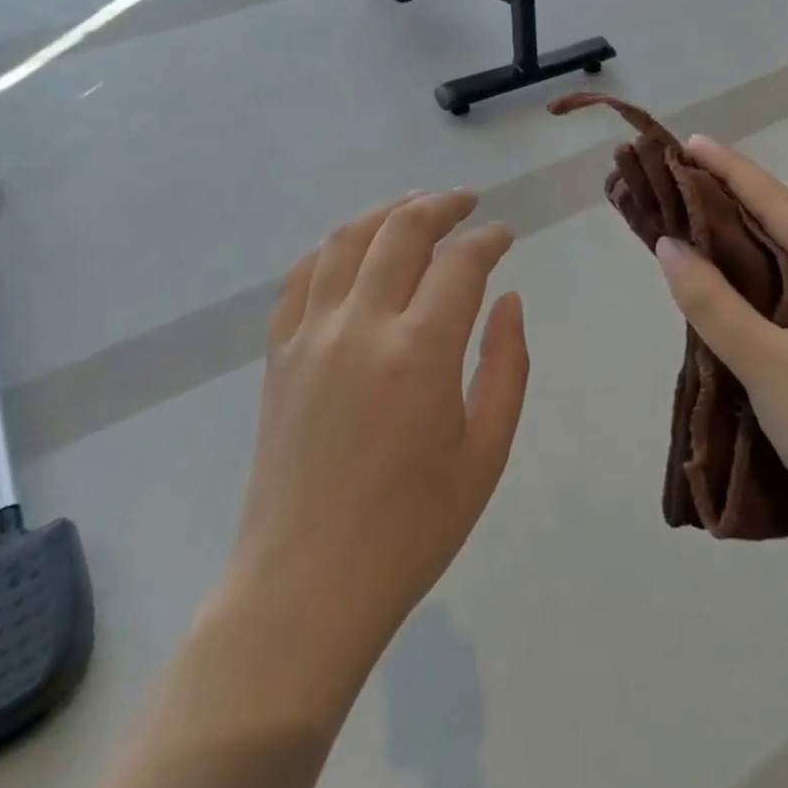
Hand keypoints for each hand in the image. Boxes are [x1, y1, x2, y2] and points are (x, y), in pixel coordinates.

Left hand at [229, 190, 529, 661]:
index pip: (459, 263)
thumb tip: (509, 300)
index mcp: (420, 352)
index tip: (504, 236)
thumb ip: (506, 366)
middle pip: (400, 230)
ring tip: (414, 206)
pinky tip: (352, 248)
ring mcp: (310, 335)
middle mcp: (360, 325)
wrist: (308, 584)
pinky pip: (301, 277)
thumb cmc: (411, 528)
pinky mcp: (278, 353)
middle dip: (440, 205)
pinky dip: (331, 249)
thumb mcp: (485, 453)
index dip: (487, 239)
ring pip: (346, 240)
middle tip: (466, 203)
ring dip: (385, 212)